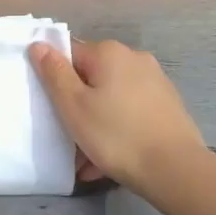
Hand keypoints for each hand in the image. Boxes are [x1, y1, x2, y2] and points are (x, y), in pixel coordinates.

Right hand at [28, 38, 205, 191]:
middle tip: (69, 139)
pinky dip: (118, 129)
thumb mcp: (74, 106)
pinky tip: (110, 161)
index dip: (57, 80)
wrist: (176, 169)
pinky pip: (131, 112)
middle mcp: (134, 58)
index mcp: (109, 52)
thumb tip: (39, 45)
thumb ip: (54, 73)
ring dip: (97, 123)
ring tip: (87, 161)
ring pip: (112, 99)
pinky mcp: (168, 105)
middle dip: (78, 107)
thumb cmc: (117, 135)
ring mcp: (155, 81)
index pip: (70, 55)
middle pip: (92, 78)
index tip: (53, 109)